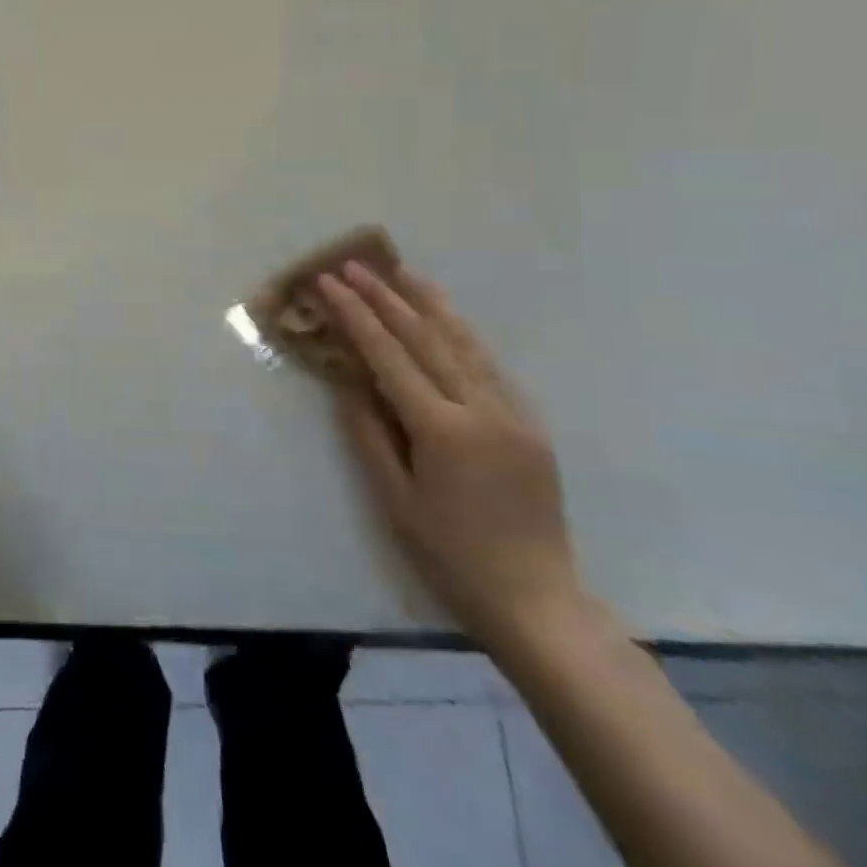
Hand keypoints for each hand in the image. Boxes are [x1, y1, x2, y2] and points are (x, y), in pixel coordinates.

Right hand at [316, 261, 585, 651]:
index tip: (330, 283)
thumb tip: (347, 381)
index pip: (390, 356)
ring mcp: (514, 414)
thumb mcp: (395, 500)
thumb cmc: (451, 556)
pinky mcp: (531, 424)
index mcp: (443, 430)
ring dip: (430, 303)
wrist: (536, 600)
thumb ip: (369, 433)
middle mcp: (482, 409)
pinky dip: (461, 335)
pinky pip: (490, 367)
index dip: (356, 316)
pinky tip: (446, 319)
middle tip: (355, 265)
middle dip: (387, 297)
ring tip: (402, 271)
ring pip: (466, 343)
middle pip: (427, 338)